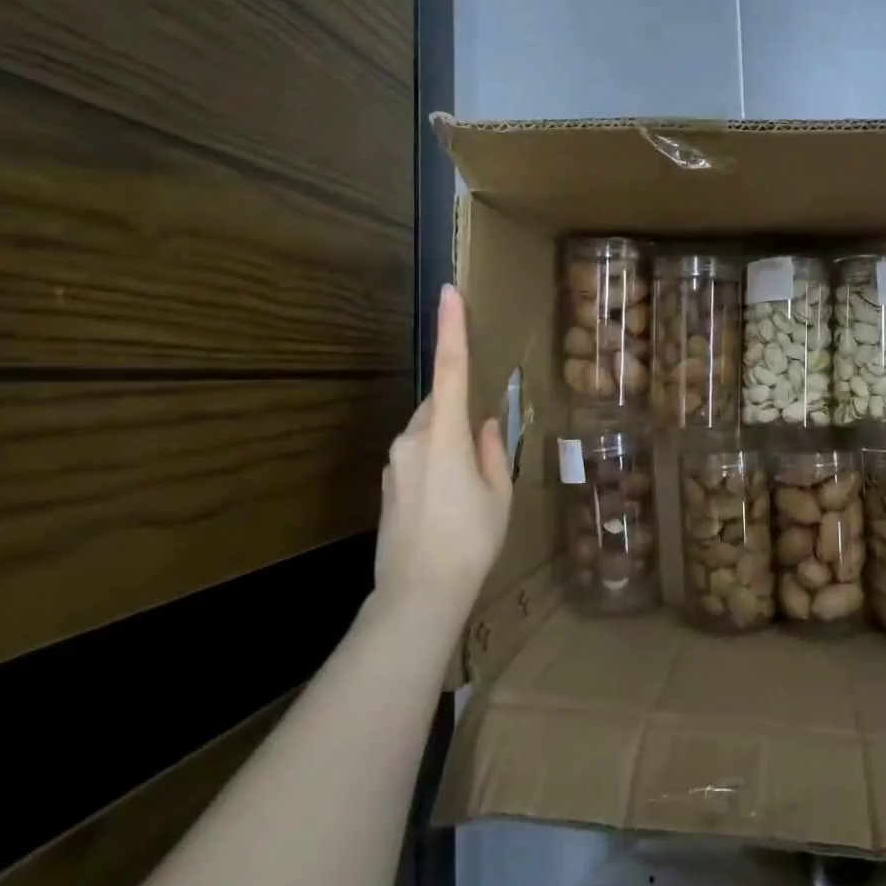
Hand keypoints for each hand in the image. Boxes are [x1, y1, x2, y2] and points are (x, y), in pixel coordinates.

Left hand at [374, 285, 512, 609]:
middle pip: (440, 405)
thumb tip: (485, 424)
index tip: (449, 292)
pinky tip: (449, 501)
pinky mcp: (387, 483)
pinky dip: (436, 462)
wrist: (418, 593)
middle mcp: (412, 439)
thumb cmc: (470, 540)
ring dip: (449, 442)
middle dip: (460, 412)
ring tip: (469, 489)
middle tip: (483, 454)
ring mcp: (394, 462)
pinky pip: (417, 455)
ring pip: (428, 432)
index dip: (451, 328)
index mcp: (444, 435)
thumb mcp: (498, 494)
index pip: (451, 369)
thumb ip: (492, 450)